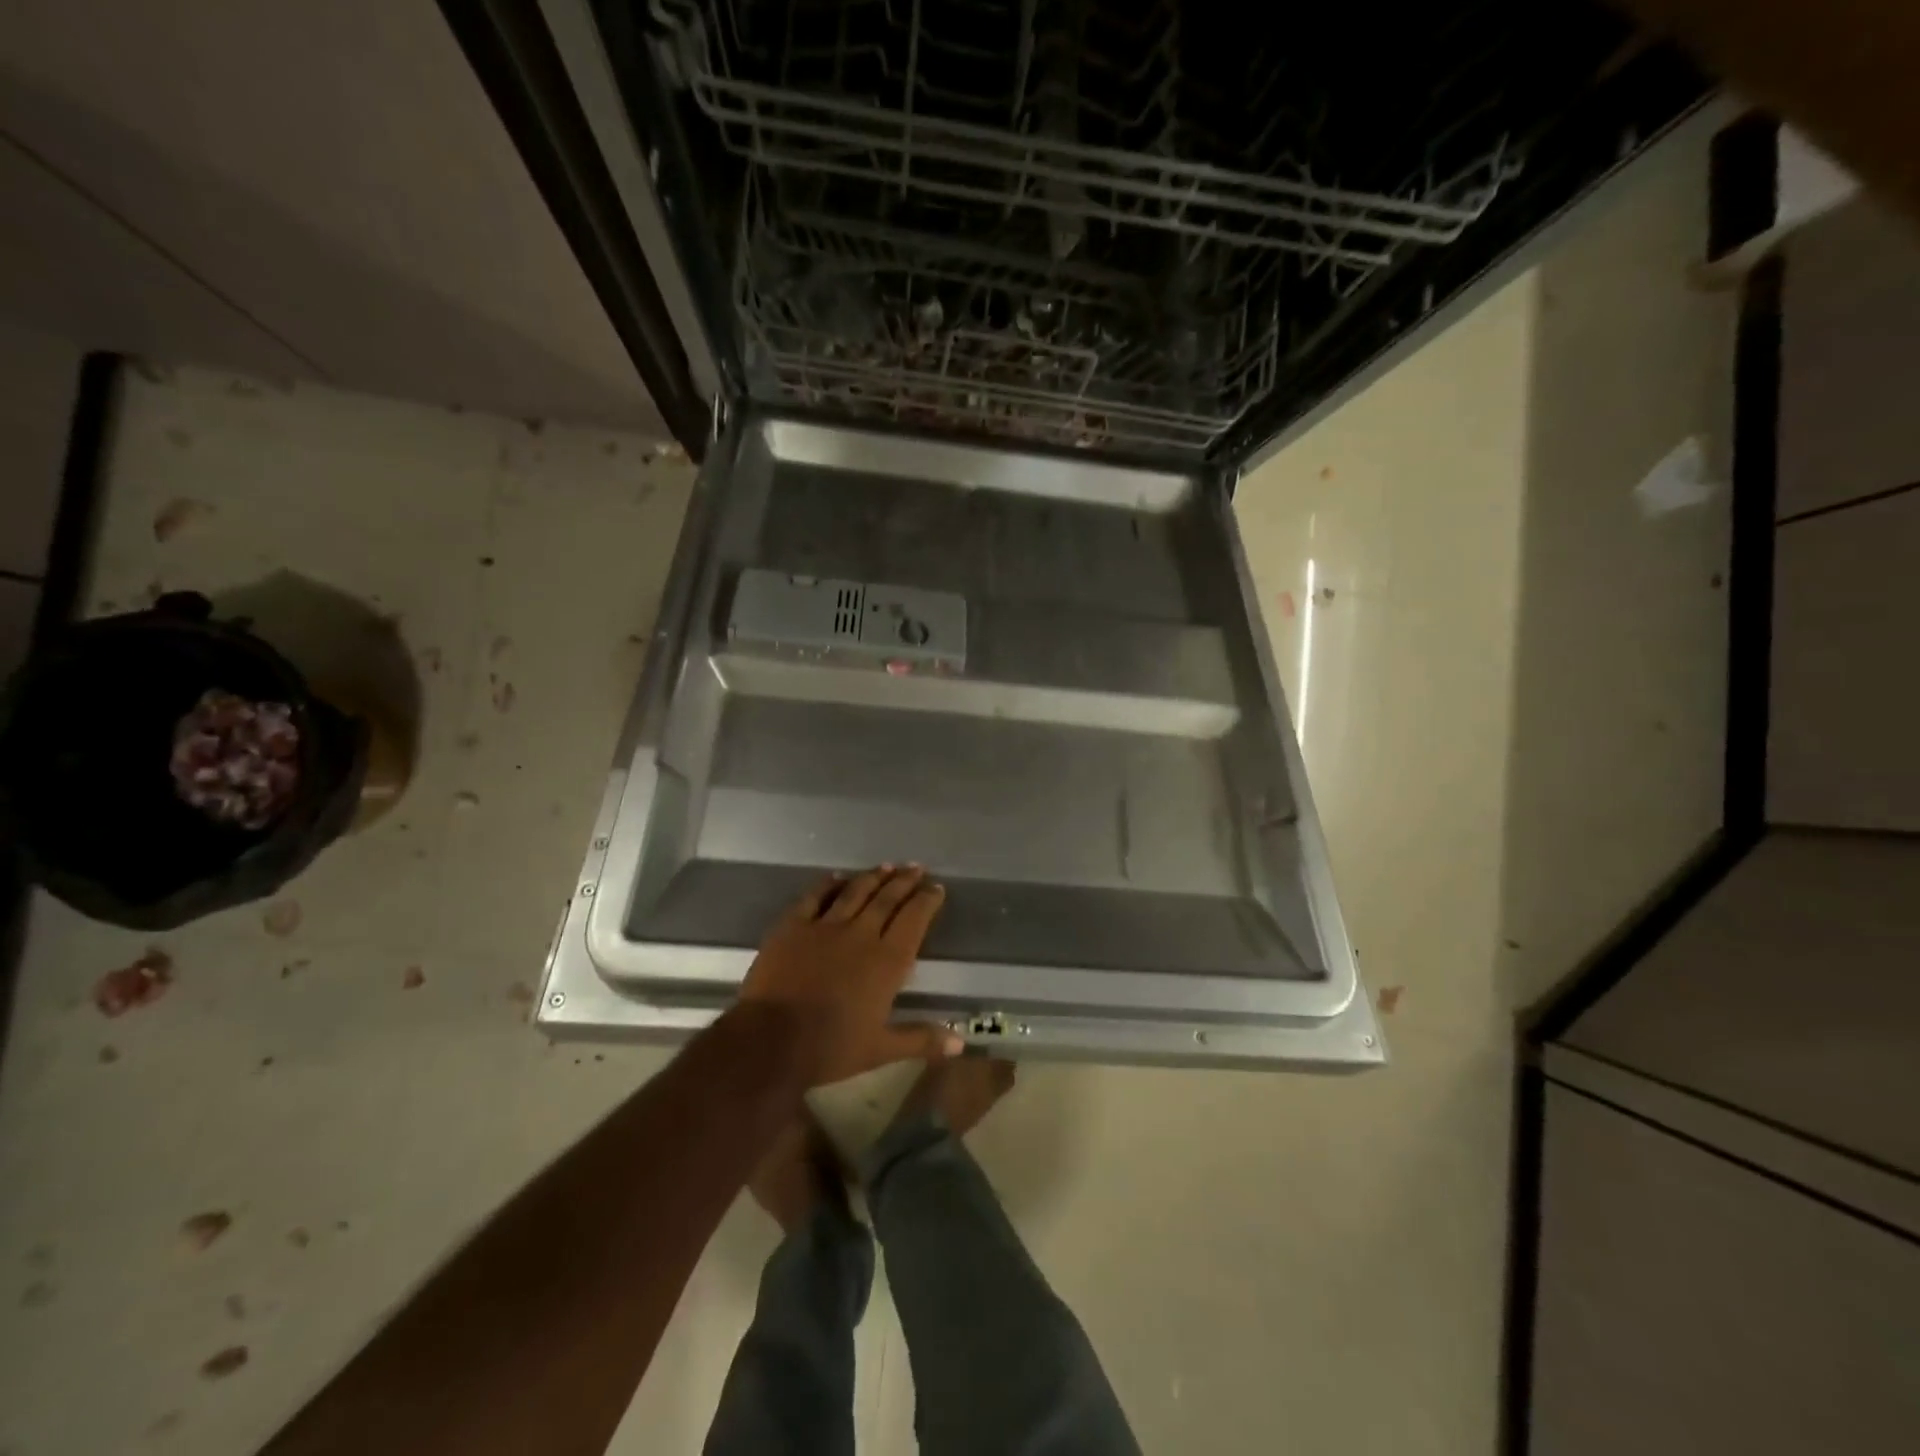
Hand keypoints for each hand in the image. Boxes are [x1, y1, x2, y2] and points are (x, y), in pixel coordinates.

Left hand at [740, 865, 961, 1086]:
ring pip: (855, 892)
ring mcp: (825, 926)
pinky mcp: (793, 925)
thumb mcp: (881, 1049)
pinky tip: (837, 877)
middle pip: (887, 899)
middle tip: (916, 868)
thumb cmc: (830, 1048)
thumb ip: (921, 1039)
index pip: (914, 920)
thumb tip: (960, 1044)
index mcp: (887, 961)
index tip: (936, 888)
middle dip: (905, 881)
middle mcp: (861, 934)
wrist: (771, 1040)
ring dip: (873, 877)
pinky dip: (828, 884)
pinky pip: (815, 897)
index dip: (927, 901)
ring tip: (887, 865)